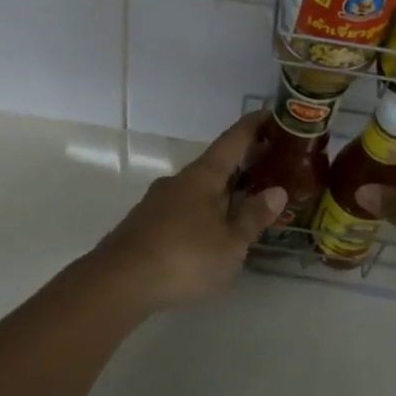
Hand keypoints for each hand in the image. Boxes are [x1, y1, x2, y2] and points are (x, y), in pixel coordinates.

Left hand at [90, 111, 286, 313]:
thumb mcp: (229, 243)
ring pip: (198, 188)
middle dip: (241, 163)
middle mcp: (179, 180)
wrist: (118, 281)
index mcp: (203, 176)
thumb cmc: (183, 257)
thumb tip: (277, 190)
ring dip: (221, 190)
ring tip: (244, 204)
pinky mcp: (146, 223)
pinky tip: (210, 232)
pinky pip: (184, 207)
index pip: (233, 140)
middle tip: (269, 165)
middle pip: (216, 164)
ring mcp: (158, 200)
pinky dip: (203, 210)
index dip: (253, 125)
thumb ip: (253, 217)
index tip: (271, 113)